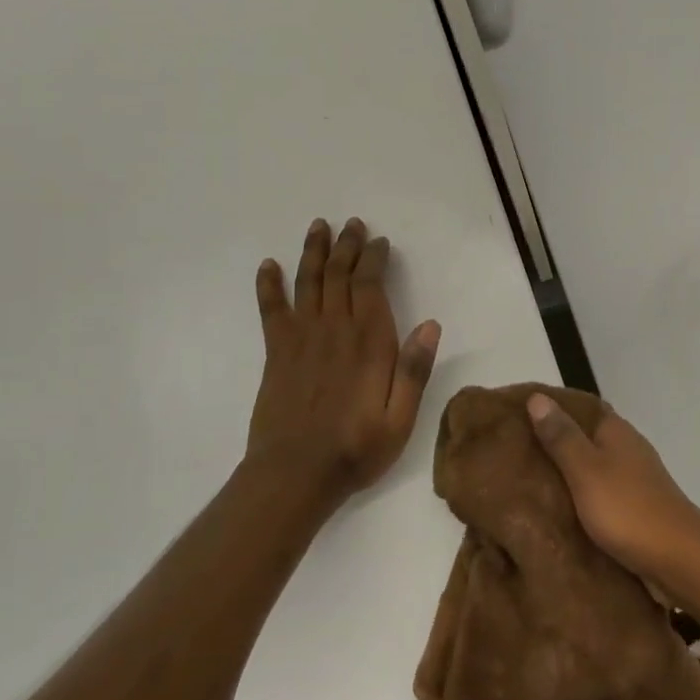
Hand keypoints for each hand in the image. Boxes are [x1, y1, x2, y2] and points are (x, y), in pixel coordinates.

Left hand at [246, 218, 440, 504]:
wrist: (295, 475)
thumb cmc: (356, 448)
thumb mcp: (401, 418)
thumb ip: (414, 370)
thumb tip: (431, 324)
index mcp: (369, 343)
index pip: (370, 286)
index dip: (374, 259)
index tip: (379, 242)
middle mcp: (334, 330)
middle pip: (339, 275)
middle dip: (347, 246)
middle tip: (352, 225)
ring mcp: (301, 339)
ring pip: (308, 283)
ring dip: (313, 253)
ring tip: (318, 227)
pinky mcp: (277, 353)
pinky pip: (271, 309)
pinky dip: (269, 285)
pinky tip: (269, 266)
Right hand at [526, 394, 699, 587]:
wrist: (678, 557)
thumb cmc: (627, 508)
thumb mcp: (585, 469)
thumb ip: (562, 436)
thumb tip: (538, 397)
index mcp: (615, 430)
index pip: (579, 406)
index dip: (550, 407)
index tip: (516, 414)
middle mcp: (626, 447)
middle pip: (584, 436)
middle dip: (553, 442)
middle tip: (512, 452)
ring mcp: (634, 477)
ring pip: (592, 466)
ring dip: (566, 472)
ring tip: (526, 481)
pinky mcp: (635, 506)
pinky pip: (599, 493)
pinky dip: (579, 496)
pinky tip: (557, 509)